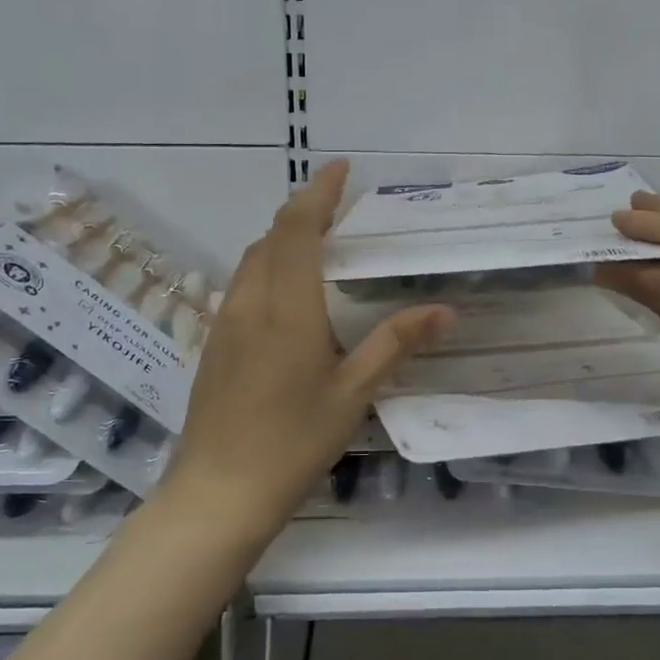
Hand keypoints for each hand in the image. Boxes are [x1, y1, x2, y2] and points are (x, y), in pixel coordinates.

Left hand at [161, 160, 453, 541]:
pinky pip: (242, 284)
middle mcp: (251, 301)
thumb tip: (444, 309)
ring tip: (316, 239)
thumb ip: (396, 343)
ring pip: (252, 259)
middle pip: (272, 236)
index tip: (340, 168)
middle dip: (303, 210)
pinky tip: (287, 292)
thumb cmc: (293, 441)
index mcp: (288, 306)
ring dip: (282, 237)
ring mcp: (226, 322)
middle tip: (338, 203)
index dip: (318, 193)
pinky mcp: (215, 343)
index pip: (299, 229)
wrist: (218, 491)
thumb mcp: (353, 393)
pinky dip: (267, 266)